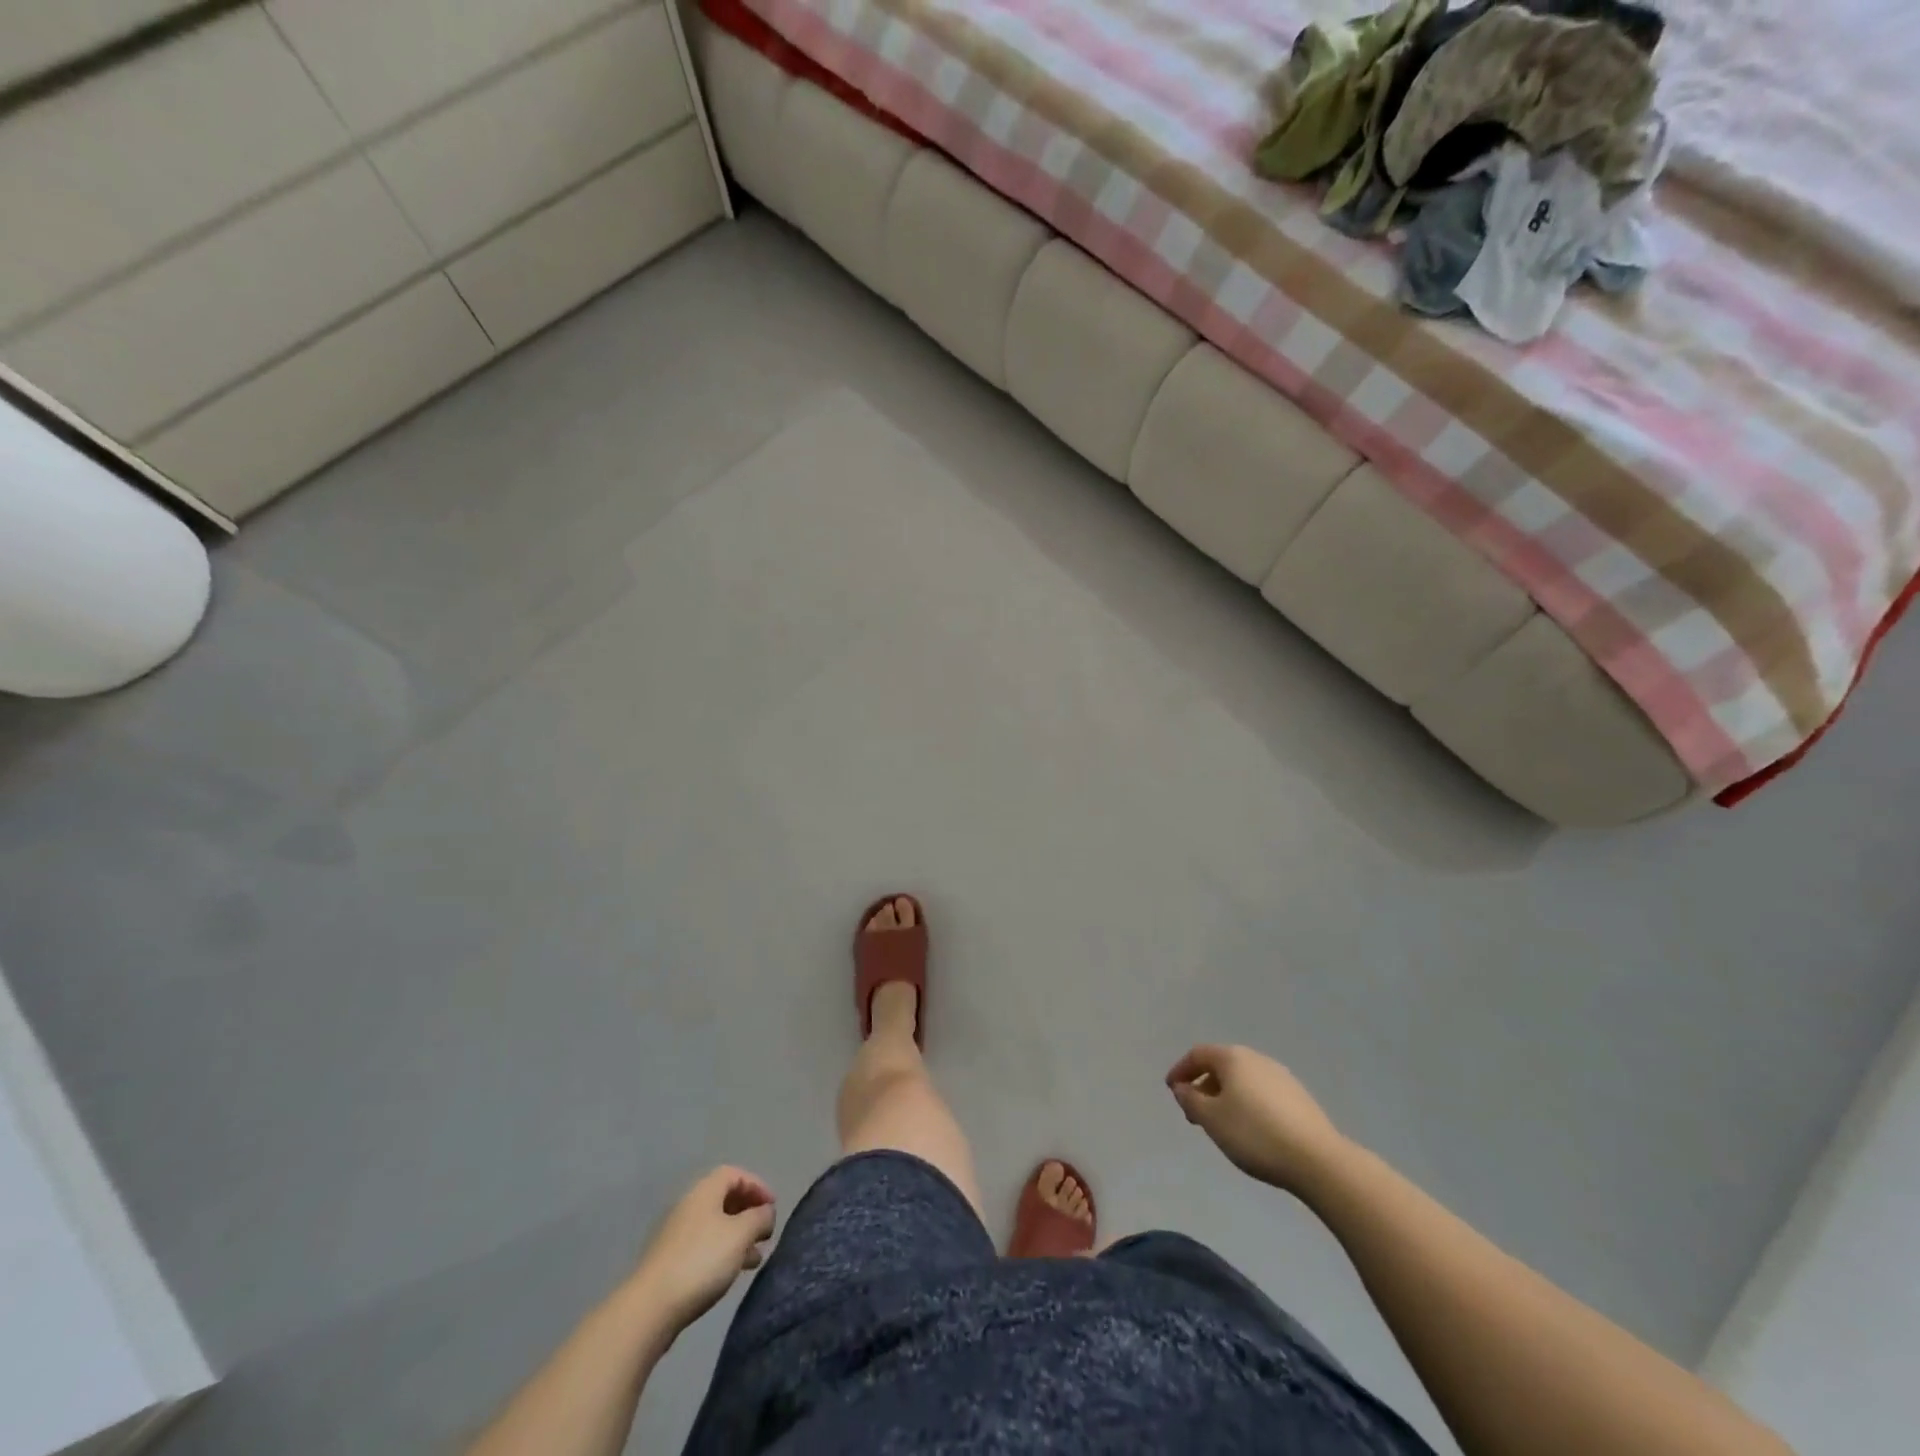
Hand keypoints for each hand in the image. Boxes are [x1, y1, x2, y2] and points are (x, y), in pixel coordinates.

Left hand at [632, 1166, 776, 1332]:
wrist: (650, 1308)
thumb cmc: (701, 1261)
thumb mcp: (740, 1234)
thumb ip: (759, 1218)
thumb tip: (766, 1212)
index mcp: (705, 1191)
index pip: (735, 1174)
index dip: (757, 1186)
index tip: (772, 1207)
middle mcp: (689, 1206)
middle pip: (724, 1198)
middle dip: (749, 1213)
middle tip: (765, 1232)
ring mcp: (676, 1235)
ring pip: (715, 1226)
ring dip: (738, 1236)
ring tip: (755, 1258)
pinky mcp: (670, 1262)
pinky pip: (704, 1247)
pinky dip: (722, 1252)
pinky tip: (731, 1272)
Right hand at [1167, 1045, 1346, 1194]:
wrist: (1317, 1160)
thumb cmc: (1255, 1135)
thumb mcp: (1212, 1119)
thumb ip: (1191, 1100)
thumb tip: (1183, 1087)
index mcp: (1233, 1058)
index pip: (1198, 1054)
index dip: (1180, 1070)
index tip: (1172, 1091)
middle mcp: (1256, 1059)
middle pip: (1221, 1065)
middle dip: (1203, 1086)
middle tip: (1194, 1113)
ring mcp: (1281, 1076)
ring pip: (1242, 1080)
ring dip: (1225, 1096)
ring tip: (1221, 1124)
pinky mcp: (1298, 1097)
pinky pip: (1261, 1092)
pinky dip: (1246, 1103)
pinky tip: (1249, 1128)